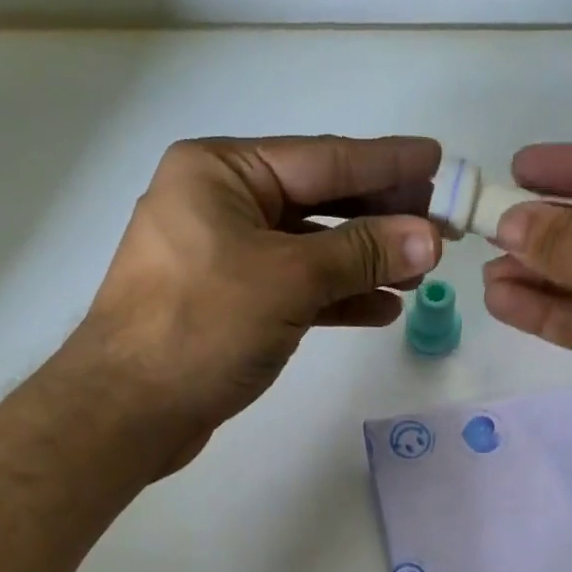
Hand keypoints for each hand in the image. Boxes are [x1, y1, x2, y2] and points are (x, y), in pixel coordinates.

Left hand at [62, 135, 442, 469]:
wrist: (128, 411)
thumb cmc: (200, 327)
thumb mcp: (288, 280)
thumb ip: (361, 254)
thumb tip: (429, 236)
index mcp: (222, 173)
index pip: (323, 159)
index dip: (386, 163)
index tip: (439, 161)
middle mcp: (221, 204)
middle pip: (320, 202)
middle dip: (382, 216)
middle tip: (443, 222)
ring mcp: (225, 257)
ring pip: (312, 249)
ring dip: (366, 261)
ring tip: (423, 271)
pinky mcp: (232, 304)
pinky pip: (297, 288)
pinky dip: (338, 297)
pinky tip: (383, 307)